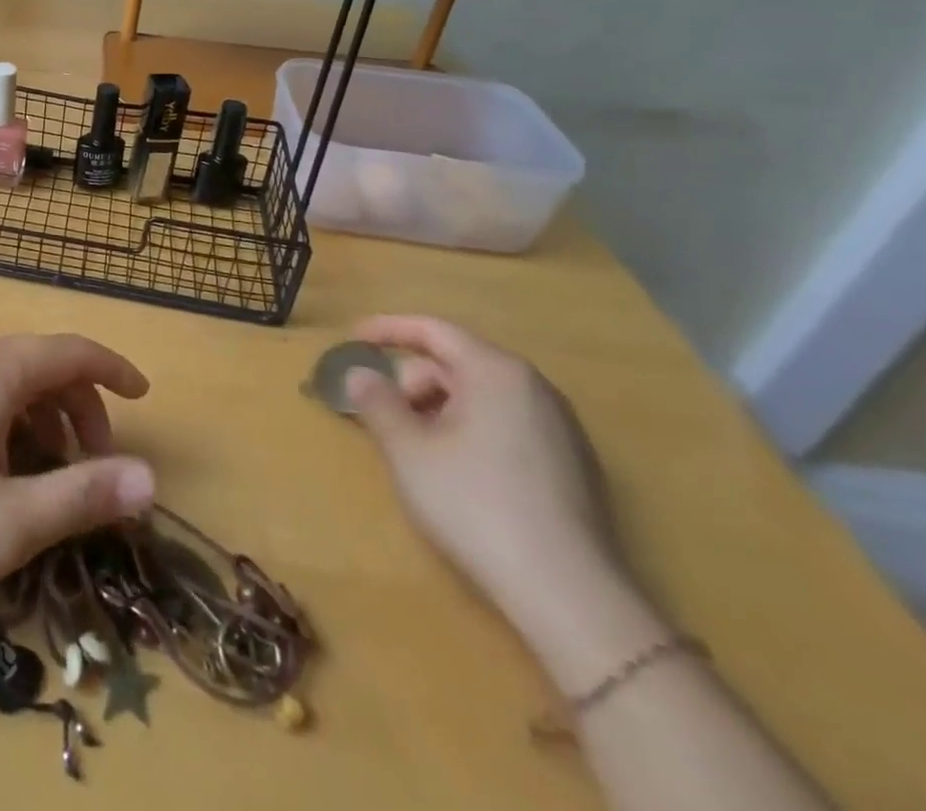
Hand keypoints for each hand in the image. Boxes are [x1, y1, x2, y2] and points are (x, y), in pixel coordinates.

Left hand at [0, 333, 155, 609]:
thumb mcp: (9, 524)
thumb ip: (83, 495)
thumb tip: (150, 479)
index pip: (72, 350)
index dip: (115, 370)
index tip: (145, 397)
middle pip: (43, 364)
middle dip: (80, 410)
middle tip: (93, 471)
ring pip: (11, 379)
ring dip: (44, 419)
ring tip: (46, 480)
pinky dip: (10, 420)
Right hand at [344, 315, 620, 621]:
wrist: (569, 596)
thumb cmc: (475, 506)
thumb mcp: (407, 450)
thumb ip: (376, 402)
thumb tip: (360, 374)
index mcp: (495, 371)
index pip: (433, 330)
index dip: (388, 329)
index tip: (353, 338)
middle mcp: (533, 387)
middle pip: (456, 363)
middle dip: (412, 383)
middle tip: (384, 418)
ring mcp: (560, 427)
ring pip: (480, 396)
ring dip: (438, 410)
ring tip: (416, 449)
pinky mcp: (572, 465)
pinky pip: (505, 423)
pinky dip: (469, 430)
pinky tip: (457, 473)